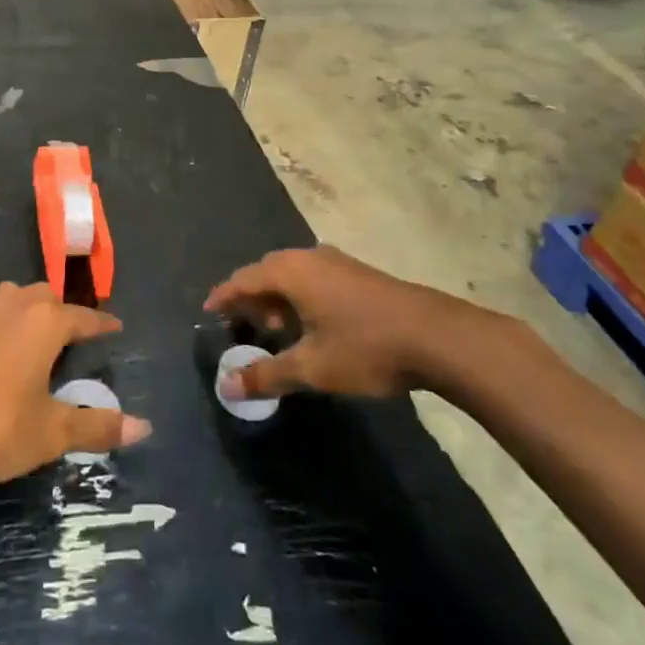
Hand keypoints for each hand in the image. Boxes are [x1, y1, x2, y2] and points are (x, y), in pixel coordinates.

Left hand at [0, 282, 150, 489]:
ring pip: (13, 299)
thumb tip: (145, 427)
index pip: (84, 317)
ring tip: (35, 343)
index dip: (102, 325)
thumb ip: (97, 426)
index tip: (116, 328)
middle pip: (46, 297)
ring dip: (28, 313)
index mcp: (44, 322)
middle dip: (63, 313)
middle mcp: (13, 305)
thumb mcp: (51, 433)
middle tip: (72, 340)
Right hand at [204, 245, 504, 401]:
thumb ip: (267, 375)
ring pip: (292, 275)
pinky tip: (309, 325)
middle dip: (250, 299)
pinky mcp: (357, 273)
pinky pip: (313, 279)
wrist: (436, 336)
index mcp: (290, 271)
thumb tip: (227, 387)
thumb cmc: (365, 347)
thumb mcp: (312, 368)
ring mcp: (336, 262)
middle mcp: (309, 257)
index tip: (208, 311)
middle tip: (241, 326)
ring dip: (277, 299)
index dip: (223, 296)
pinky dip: (299, 297)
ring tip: (274, 330)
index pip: (243, 278)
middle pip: (266, 272)